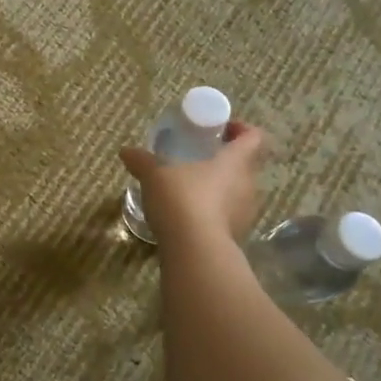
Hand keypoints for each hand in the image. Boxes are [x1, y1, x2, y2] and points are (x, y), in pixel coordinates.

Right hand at [119, 122, 267, 242]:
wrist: (195, 250)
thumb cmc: (182, 199)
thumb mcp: (155, 175)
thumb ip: (142, 161)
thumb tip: (126, 151)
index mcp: (235, 161)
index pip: (254, 137)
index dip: (242, 129)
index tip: (222, 130)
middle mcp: (248, 184)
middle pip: (246, 165)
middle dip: (226, 161)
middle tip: (200, 160)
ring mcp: (246, 213)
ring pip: (239, 193)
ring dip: (221, 189)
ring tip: (192, 190)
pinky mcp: (238, 236)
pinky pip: (229, 217)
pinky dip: (214, 214)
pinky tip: (190, 218)